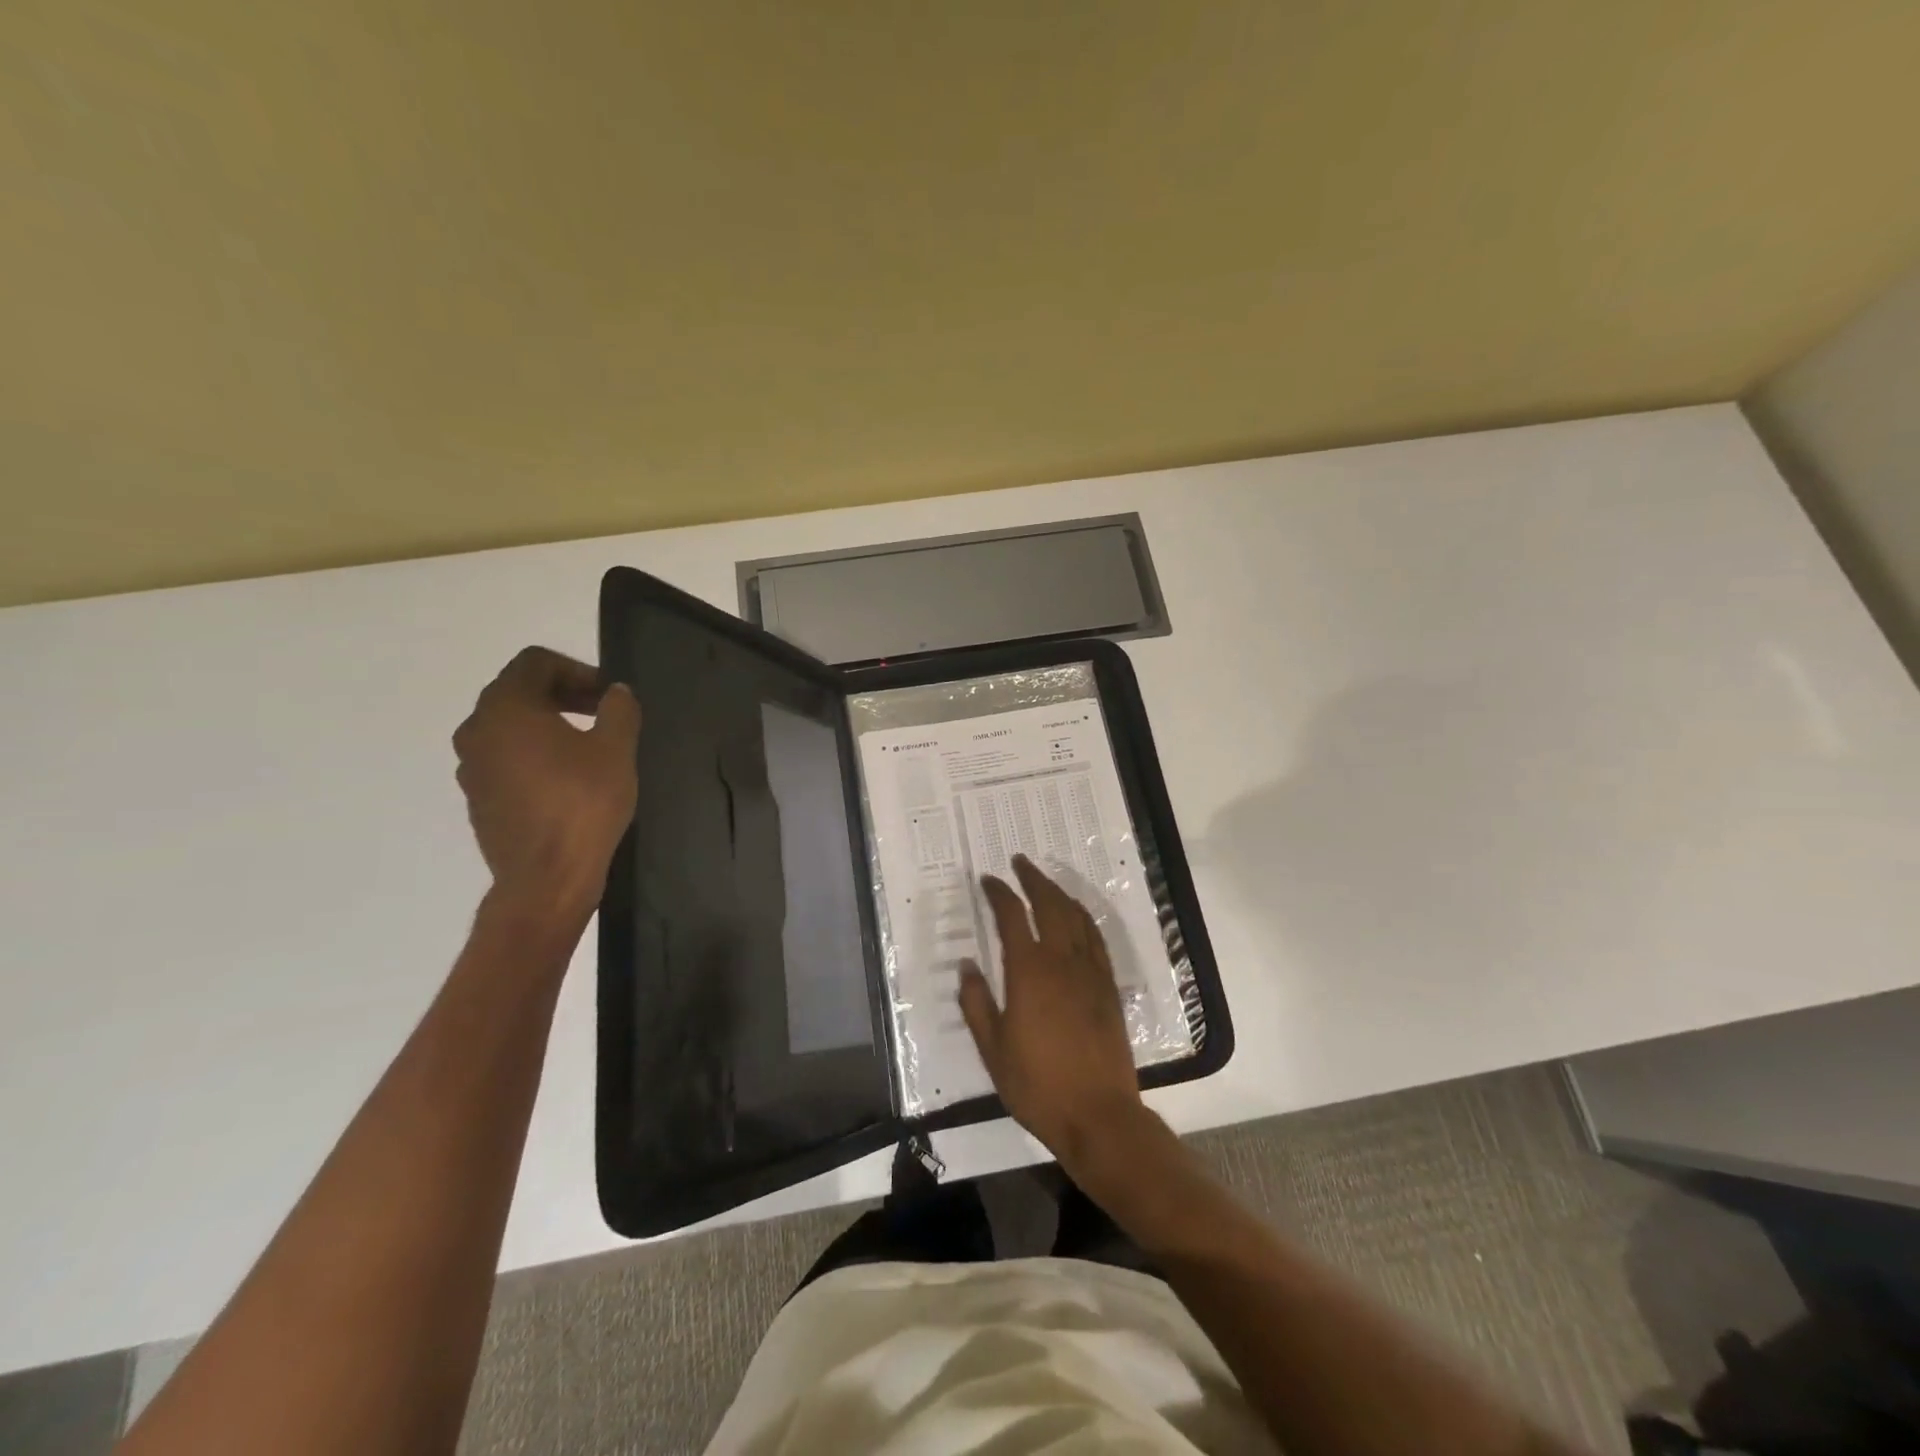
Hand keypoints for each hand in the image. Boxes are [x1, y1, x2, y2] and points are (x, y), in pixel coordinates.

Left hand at [452, 647, 640, 920]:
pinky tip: (568, 779)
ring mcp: (472, 765)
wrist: (545, 879)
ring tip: (589, 746)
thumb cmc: (583, 805)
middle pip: (519, 691)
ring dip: (548, 724)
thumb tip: (616, 692)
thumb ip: (618, 709)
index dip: (577, 669)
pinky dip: (535, 754)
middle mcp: (477, 729)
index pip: (535, 662)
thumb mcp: (616, 750)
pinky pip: (505, 757)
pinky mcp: (479, 796)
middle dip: (564, 694)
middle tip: (604, 714)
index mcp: (506, 708)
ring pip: (510, 726)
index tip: (608, 695)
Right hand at [958, 855, 1146, 1171]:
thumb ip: (976, 1003)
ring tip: (1044, 881)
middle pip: (1048, 904)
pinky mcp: (1108, 986)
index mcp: (1028, 972)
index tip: (987, 879)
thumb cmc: (1037, 1085)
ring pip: (1075, 916)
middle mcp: (1061, 961)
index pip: (1011, 917)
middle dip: (1032, 879)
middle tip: (1019, 862)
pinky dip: (1083, 917)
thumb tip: (967, 964)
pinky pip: (1096, 938)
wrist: (1098, 1114)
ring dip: (1058, 892)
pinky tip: (1077, 915)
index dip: (999, 893)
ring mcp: (1089, 971)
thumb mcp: (992, 1049)